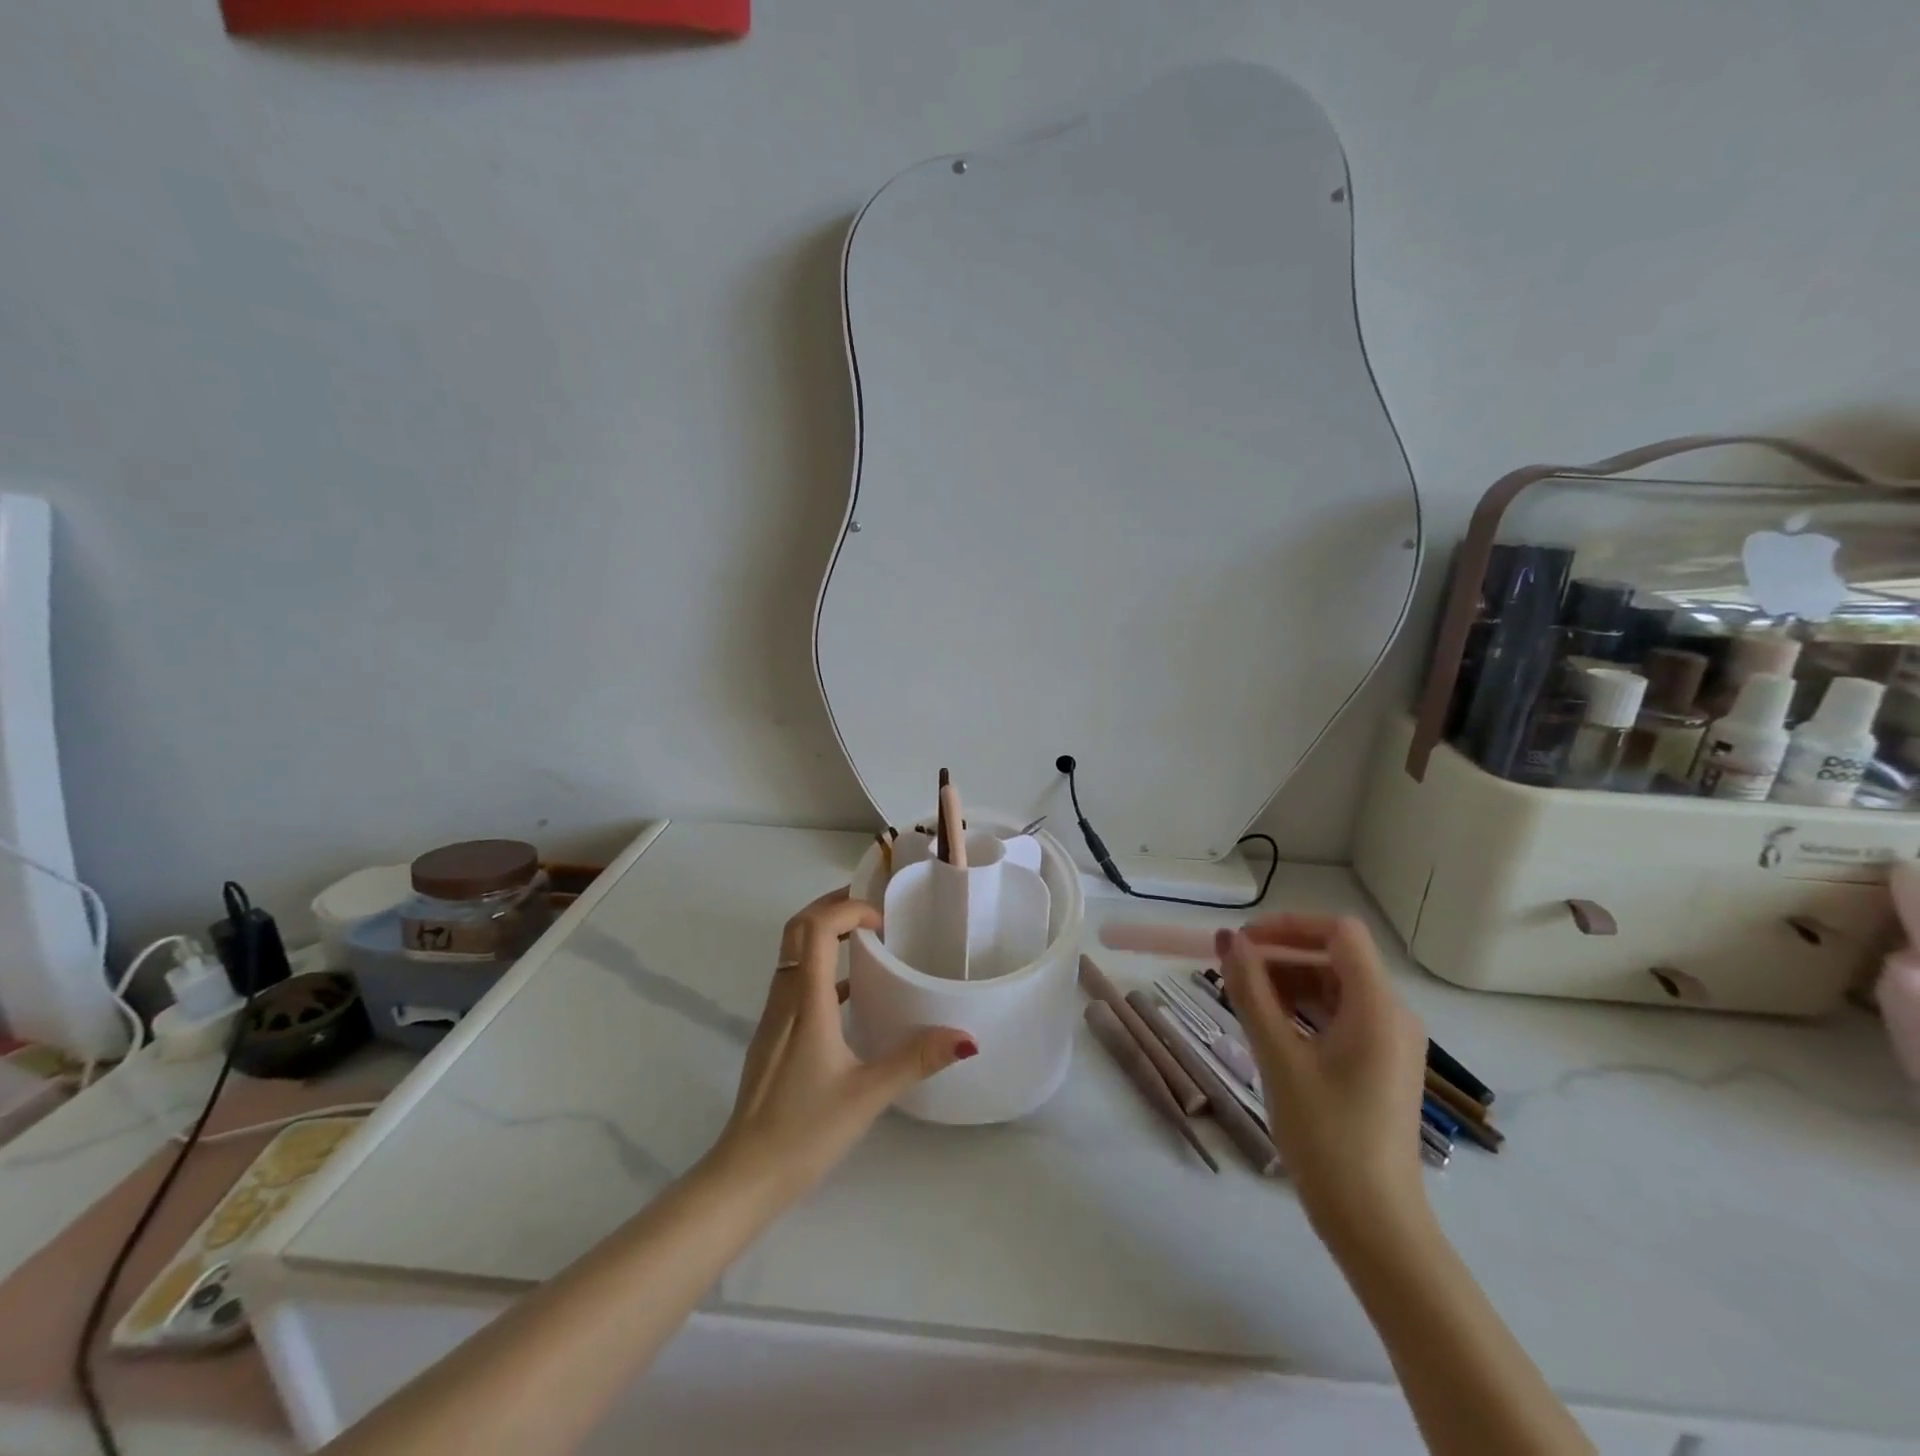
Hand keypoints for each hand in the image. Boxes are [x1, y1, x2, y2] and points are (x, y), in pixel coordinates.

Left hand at [710, 889, 975, 1195]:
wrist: (743, 1175)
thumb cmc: (804, 1130)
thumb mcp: (867, 1095)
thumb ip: (915, 1060)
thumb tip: (965, 1037)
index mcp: (805, 1002)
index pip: (815, 929)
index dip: (847, 910)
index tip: (882, 923)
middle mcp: (784, 998)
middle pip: (796, 929)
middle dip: (832, 908)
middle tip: (873, 910)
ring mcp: (773, 1017)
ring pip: (792, 953)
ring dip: (823, 934)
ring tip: (865, 940)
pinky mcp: (772, 1037)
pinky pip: (793, 981)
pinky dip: (819, 968)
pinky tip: (848, 996)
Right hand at [1219, 916, 1428, 1238]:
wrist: (1374, 1223)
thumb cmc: (1326, 1136)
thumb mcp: (1278, 1058)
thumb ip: (1251, 992)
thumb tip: (1228, 940)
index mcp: (1378, 1007)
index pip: (1338, 932)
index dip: (1288, 925)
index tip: (1243, 943)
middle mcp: (1393, 1015)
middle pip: (1335, 957)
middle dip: (1281, 956)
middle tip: (1232, 974)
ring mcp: (1391, 1042)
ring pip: (1335, 986)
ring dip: (1288, 982)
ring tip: (1243, 1001)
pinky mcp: (1381, 1064)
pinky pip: (1340, 1016)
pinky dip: (1303, 1010)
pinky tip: (1270, 1028)